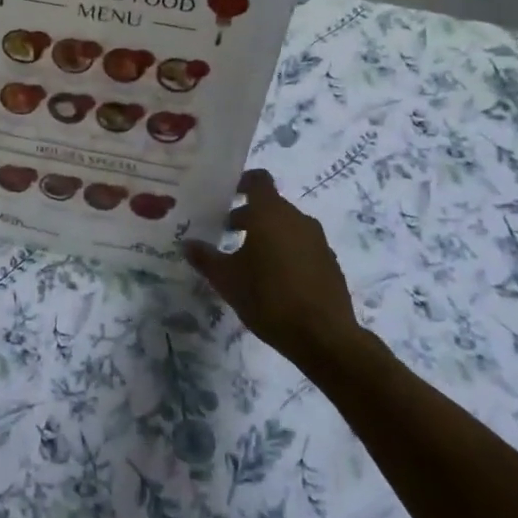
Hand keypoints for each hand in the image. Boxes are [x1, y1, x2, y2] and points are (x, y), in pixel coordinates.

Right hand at [184, 169, 358, 362]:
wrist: (324, 337)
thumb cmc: (269, 298)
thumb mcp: (227, 280)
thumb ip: (205, 258)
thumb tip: (188, 244)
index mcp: (271, 214)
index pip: (258, 180)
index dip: (242, 182)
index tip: (226, 196)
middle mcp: (297, 219)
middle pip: (270, 206)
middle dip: (247, 216)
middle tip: (225, 234)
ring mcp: (317, 241)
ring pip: (286, 227)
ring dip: (267, 236)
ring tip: (247, 261)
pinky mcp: (329, 264)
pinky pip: (302, 247)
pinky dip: (285, 253)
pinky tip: (274, 281)